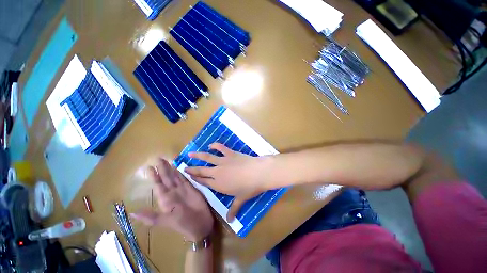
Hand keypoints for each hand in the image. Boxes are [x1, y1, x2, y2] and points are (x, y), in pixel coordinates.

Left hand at [131, 158, 213, 241]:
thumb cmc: (183, 224)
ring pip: (175, 177)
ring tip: (167, 160)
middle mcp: (173, 193)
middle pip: (167, 178)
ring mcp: (183, 190)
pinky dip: (182, 173)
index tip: (149, 167)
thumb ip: (152, 217)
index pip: (158, 185)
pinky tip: (180, 167)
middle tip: (158, 158)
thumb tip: (133, 213)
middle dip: (162, 169)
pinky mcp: (192, 188)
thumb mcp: (166, 221)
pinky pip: (186, 179)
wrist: (200, 225)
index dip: (154, 177)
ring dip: (171, 169)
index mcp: (165, 200)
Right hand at [184, 143, 270, 219]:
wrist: (258, 173)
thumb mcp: (241, 199)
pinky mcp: (230, 153)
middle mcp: (217, 172)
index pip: (204, 182)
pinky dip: (215, 145)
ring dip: (198, 155)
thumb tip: (230, 221)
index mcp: (218, 184)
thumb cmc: (249, 188)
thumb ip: (233, 209)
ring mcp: (223, 161)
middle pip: (202, 170)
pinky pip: (221, 148)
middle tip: (184, 167)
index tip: (188, 176)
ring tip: (190, 154)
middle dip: (192, 169)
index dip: (196, 179)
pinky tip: (210, 145)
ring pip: (207, 158)